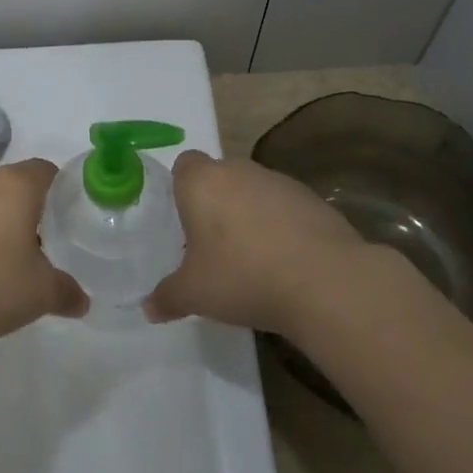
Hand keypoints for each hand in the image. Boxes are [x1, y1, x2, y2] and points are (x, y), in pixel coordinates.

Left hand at [0, 158, 87, 353]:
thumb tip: (82, 301)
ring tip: (5, 260)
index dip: (61, 189)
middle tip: (42, 242)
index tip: (69, 215)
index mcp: (15, 185)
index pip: (45, 170)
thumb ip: (66, 292)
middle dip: (28, 208)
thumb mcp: (40, 293)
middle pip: (13, 184)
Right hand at [146, 152, 369, 335]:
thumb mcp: (194, 294)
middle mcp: (239, 171)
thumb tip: (149, 308)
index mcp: (202, 182)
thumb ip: (167, 297)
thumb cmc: (243, 276)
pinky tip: (285, 262)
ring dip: (250, 214)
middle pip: (220, 176)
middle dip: (216, 203)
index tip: (184, 221)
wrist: (324, 281)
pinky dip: (281, 226)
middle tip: (213, 245)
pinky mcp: (313, 200)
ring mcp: (279, 182)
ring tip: (252, 258)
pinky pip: (285, 207)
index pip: (184, 165)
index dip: (181, 188)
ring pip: (254, 191)